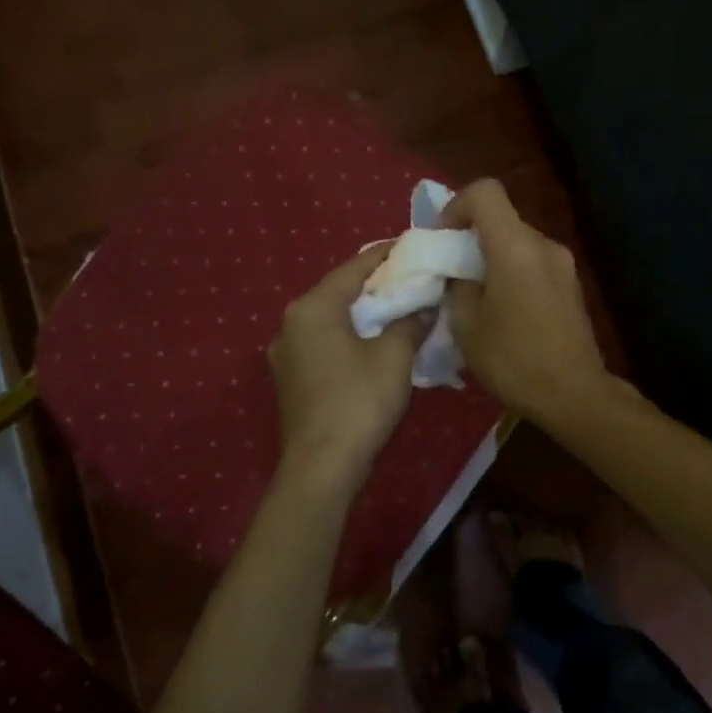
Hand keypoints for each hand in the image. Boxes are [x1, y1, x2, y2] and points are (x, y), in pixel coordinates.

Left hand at [269, 244, 428, 483]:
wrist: (322, 467)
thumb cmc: (359, 402)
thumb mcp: (394, 357)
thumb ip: (410, 322)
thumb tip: (425, 305)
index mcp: (312, 308)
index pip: (353, 268)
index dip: (385, 255)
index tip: (411, 245)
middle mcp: (291, 323)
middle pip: (338, 292)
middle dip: (374, 285)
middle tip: (411, 278)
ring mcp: (286, 354)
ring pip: (330, 320)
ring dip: (361, 313)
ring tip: (397, 309)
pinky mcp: (290, 380)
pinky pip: (324, 344)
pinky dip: (349, 337)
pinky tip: (373, 344)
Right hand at [439, 179, 611, 422]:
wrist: (575, 395)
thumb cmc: (515, 361)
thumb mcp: (467, 325)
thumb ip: (457, 285)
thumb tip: (459, 272)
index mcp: (516, 247)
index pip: (485, 192)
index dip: (456, 206)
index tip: (442, 241)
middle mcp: (543, 245)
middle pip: (501, 218)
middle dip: (470, 237)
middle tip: (450, 273)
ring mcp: (563, 264)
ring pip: (516, 242)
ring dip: (491, 257)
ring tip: (475, 296)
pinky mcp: (571, 284)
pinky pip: (532, 262)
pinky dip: (511, 271)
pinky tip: (502, 309)